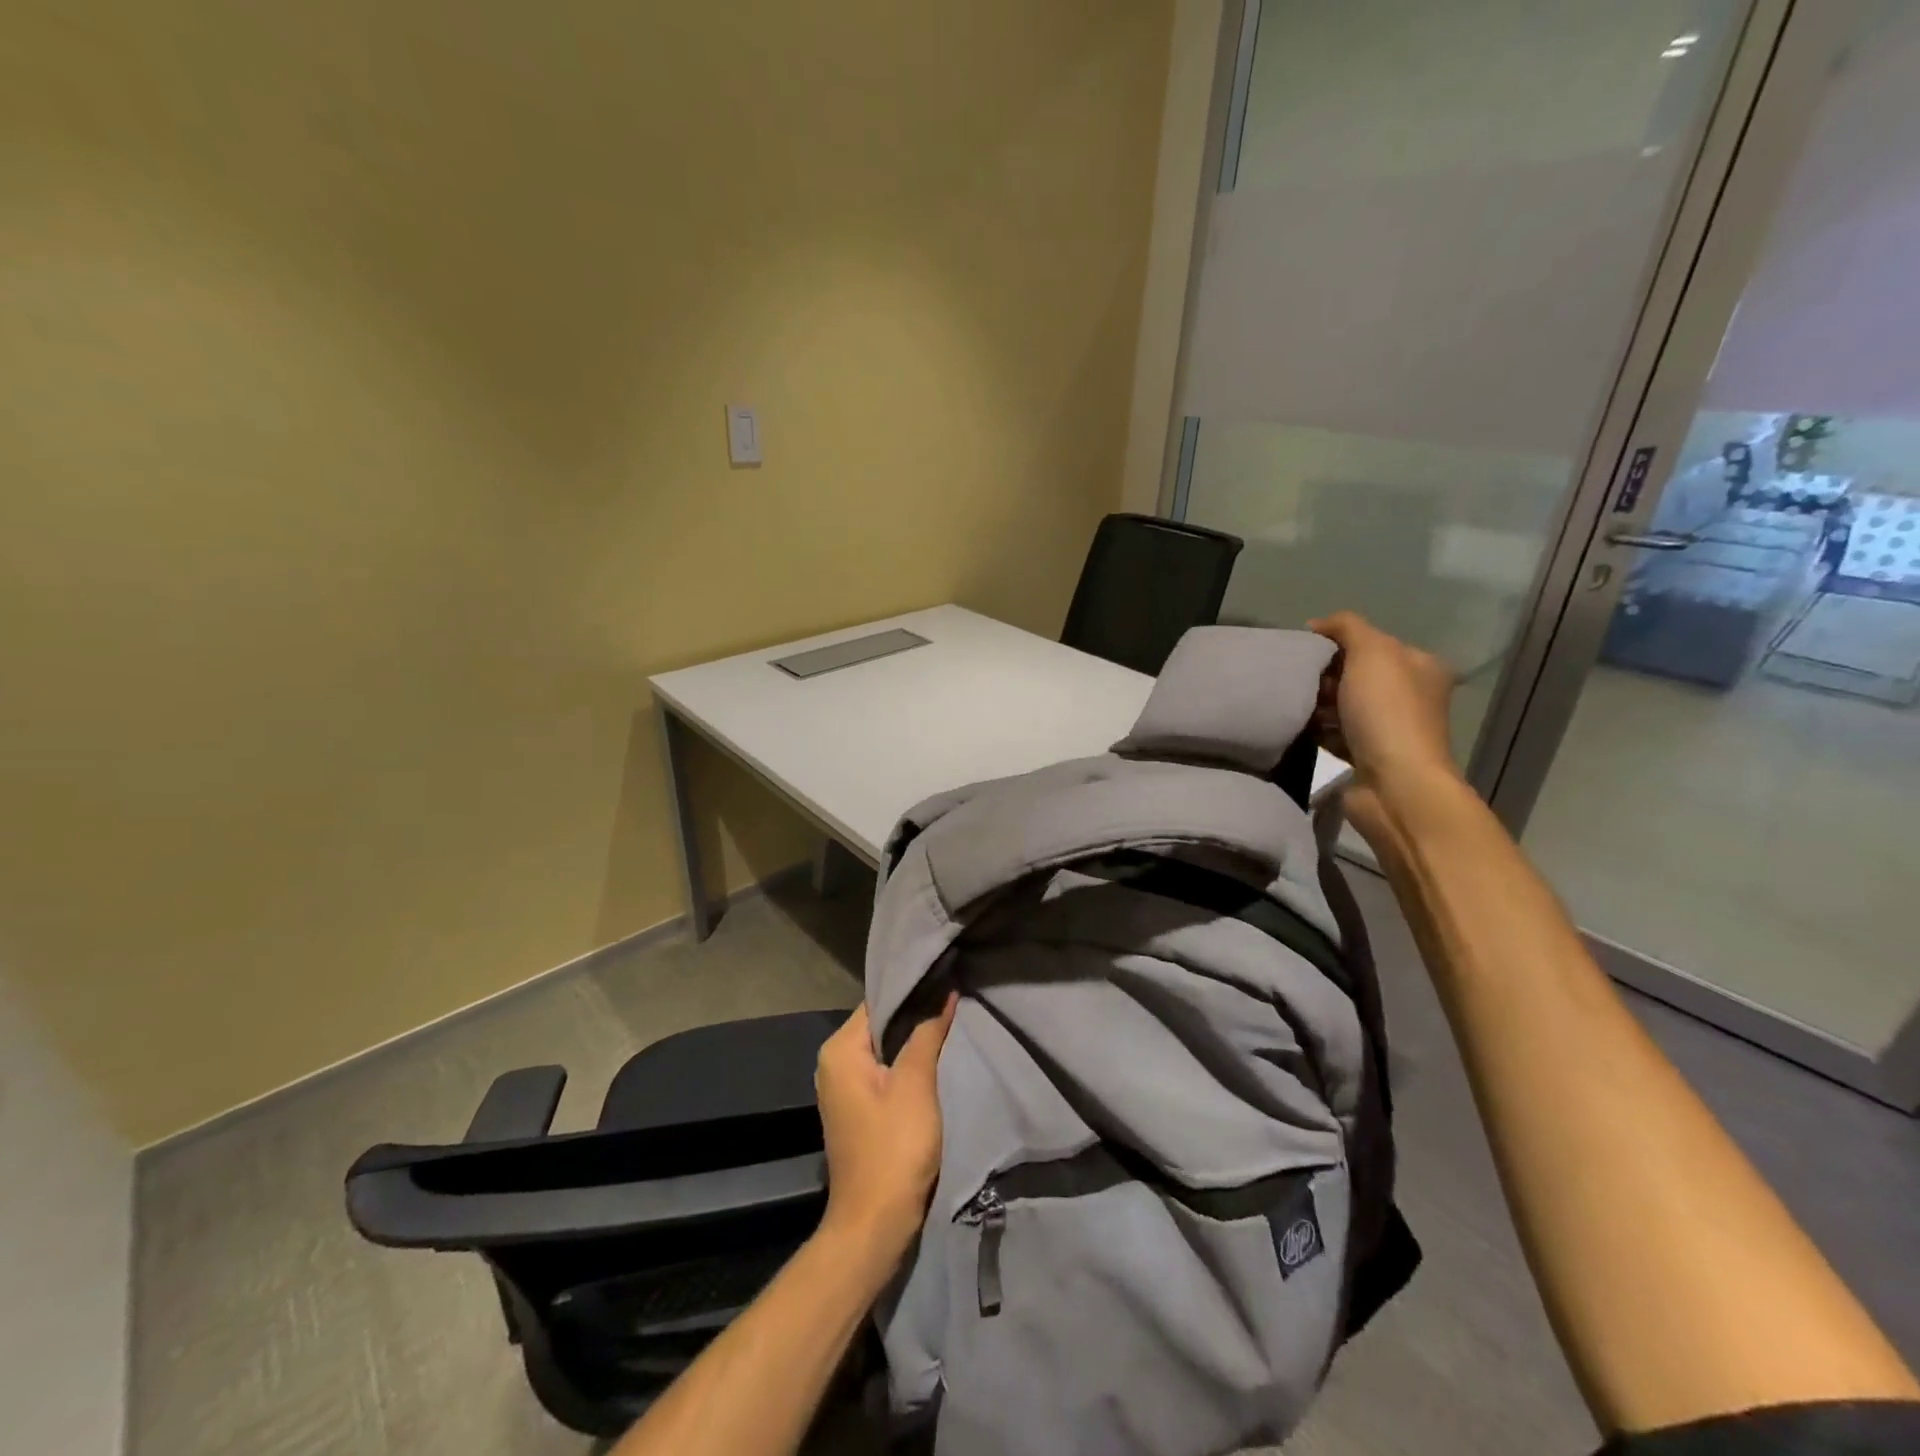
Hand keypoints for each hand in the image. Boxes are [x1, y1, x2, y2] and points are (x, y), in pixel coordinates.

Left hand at [814, 997, 956, 1260]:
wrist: (875, 1223)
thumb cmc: (894, 1147)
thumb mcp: (916, 1084)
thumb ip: (928, 1034)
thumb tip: (944, 994)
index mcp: (840, 1049)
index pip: (878, 1002)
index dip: (912, 992)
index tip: (944, 981)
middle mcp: (833, 1063)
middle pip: (880, 1024)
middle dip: (915, 1016)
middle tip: (952, 1002)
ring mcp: (842, 1088)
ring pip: (883, 1049)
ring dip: (912, 1042)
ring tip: (948, 1026)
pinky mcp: (856, 1109)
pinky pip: (882, 1072)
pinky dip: (905, 1066)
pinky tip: (932, 1061)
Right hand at [1309, 612, 1462, 844]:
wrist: (1394, 784)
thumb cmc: (1387, 712)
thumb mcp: (1371, 652)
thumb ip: (1347, 627)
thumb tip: (1317, 624)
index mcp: (1419, 666)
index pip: (1370, 643)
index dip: (1335, 644)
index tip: (1304, 652)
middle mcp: (1409, 695)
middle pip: (1353, 675)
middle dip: (1323, 677)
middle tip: (1299, 682)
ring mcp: (1389, 729)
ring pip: (1340, 706)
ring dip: (1316, 706)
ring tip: (1294, 706)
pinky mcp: (1366, 757)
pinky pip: (1333, 735)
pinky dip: (1316, 732)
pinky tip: (1299, 729)